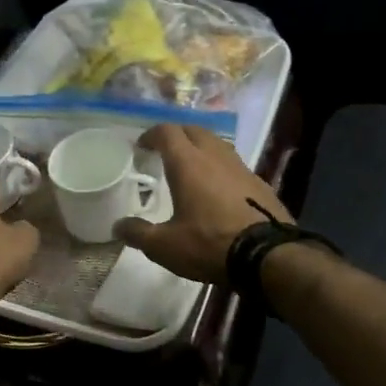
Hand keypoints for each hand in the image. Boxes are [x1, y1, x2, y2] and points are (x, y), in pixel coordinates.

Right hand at [116, 124, 292, 283]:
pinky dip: (220, 166)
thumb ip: (139, 233)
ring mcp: (241, 167)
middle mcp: (215, 156)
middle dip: (177, 135)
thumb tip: (118, 226)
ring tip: (191, 165)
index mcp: (188, 163)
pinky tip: (219, 187)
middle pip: (194, 130)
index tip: (142, 145)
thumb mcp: (165, 246)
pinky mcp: (260, 182)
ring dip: (201, 147)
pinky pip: (234, 164)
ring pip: (217, 144)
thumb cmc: (209, 244)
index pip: (167, 132)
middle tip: (165, 150)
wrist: (267, 255)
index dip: (152, 134)